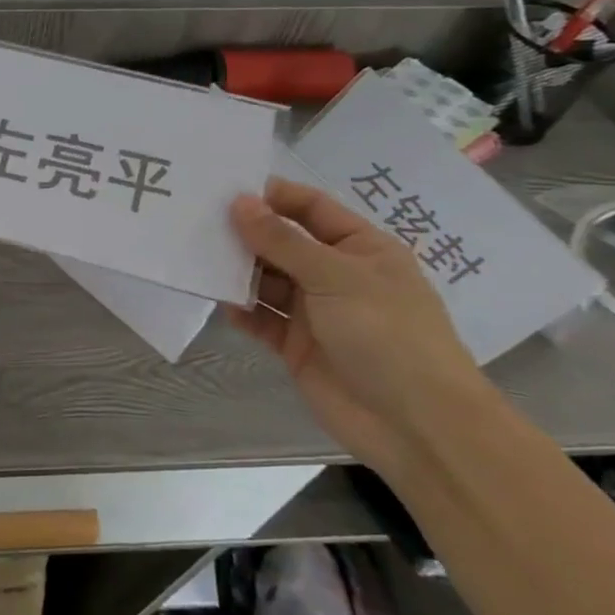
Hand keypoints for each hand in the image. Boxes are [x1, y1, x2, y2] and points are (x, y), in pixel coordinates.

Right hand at [226, 177, 495, 474]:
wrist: (416, 427)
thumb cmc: (387, 335)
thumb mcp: (335, 277)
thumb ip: (282, 240)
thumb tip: (238, 202)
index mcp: (360, 248)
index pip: (311, 208)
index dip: (272, 196)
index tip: (225, 188)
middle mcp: (336, 274)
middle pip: (282, 243)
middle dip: (245, 233)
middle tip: (197, 222)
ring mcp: (316, 311)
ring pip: (266, 280)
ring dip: (238, 272)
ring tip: (201, 261)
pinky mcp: (297, 345)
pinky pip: (261, 318)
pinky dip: (241, 311)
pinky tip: (223, 305)